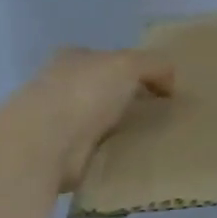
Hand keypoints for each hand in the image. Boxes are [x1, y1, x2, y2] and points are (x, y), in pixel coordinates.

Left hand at [34, 47, 174, 191]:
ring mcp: (62, 122)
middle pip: (108, 92)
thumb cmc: (84, 92)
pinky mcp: (66, 155)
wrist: (46, 143)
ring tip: (159, 139)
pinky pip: (102, 151)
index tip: (164, 89)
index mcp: (75, 59)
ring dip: (126, 130)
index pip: (110, 60)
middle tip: (166, 115)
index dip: (138, 71)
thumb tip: (170, 82)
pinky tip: (138, 158)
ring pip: (106, 122)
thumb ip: (154, 65)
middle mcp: (65, 87)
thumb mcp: (128, 64)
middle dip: (134, 101)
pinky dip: (118, 154)